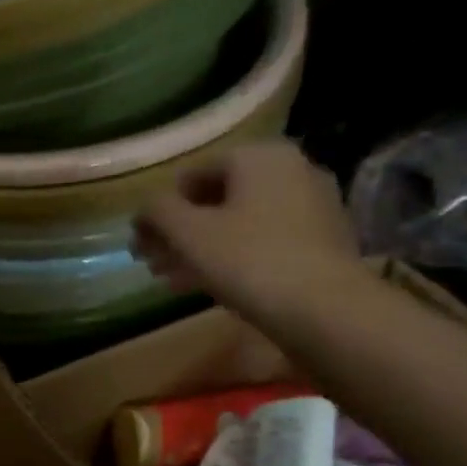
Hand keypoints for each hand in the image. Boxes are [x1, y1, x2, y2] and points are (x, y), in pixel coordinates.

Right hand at [133, 141, 361, 321]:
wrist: (325, 309)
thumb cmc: (249, 260)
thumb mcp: (189, 234)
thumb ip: (158, 212)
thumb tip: (145, 208)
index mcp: (259, 156)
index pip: (192, 175)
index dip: (159, 210)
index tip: (140, 243)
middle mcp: (292, 170)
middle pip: (217, 200)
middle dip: (179, 232)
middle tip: (152, 263)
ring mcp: (312, 206)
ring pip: (239, 223)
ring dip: (201, 248)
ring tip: (172, 279)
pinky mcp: (322, 241)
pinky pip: (264, 240)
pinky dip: (233, 257)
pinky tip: (209, 285)